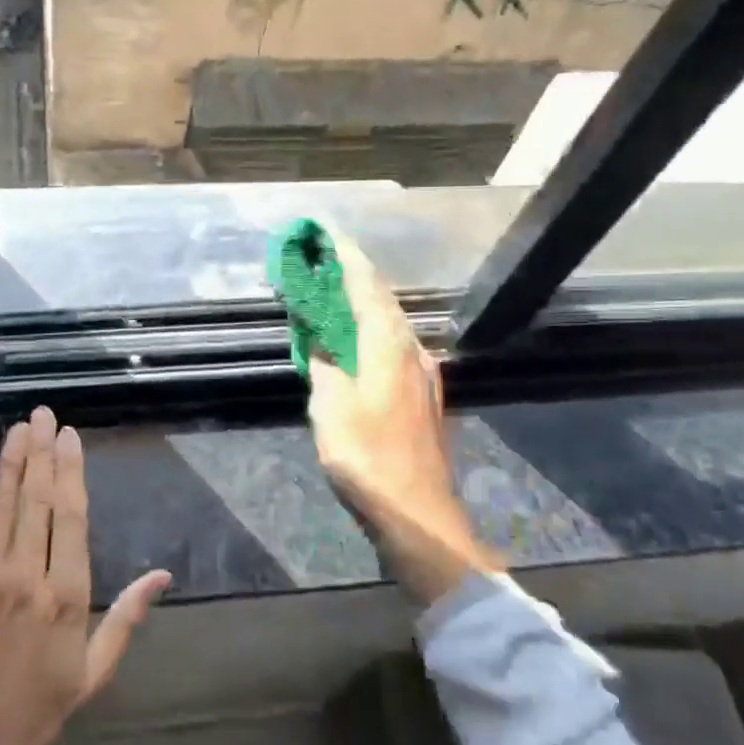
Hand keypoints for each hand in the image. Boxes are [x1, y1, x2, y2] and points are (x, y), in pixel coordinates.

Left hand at [0, 406, 172, 744]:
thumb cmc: (38, 708)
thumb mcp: (93, 670)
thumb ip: (127, 616)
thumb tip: (162, 575)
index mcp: (64, 596)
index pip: (68, 515)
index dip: (70, 470)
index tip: (70, 437)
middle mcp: (23, 575)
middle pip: (34, 498)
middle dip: (40, 451)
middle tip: (43, 414)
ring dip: (9, 461)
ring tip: (19, 428)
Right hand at [306, 232, 500, 604]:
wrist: (417, 513)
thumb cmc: (368, 456)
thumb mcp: (330, 408)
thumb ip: (323, 366)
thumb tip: (320, 342)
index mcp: (387, 345)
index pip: (366, 286)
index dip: (345, 256)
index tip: (325, 231)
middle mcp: (411, 350)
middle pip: (382, 300)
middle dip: (353, 274)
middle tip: (323, 259)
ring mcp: (422, 374)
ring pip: (391, 323)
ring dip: (363, 303)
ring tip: (335, 294)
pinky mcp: (423, 396)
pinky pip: (394, 346)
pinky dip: (371, 331)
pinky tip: (359, 343)